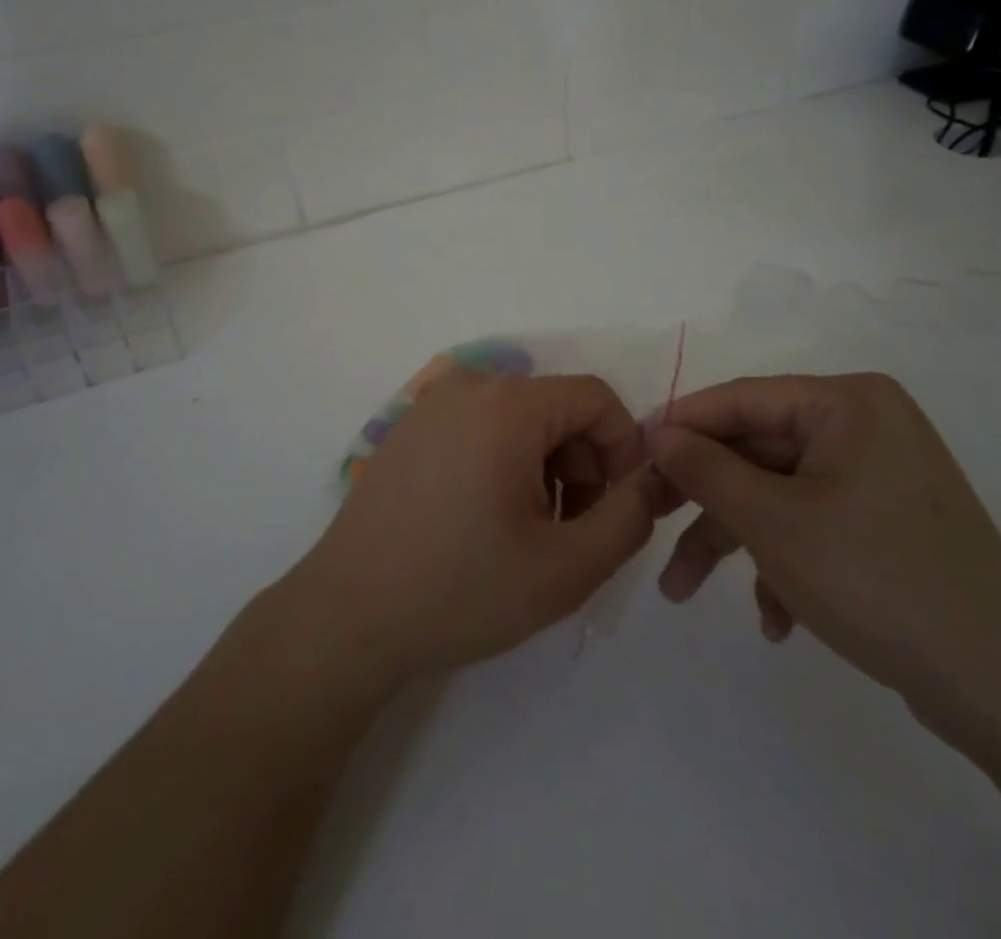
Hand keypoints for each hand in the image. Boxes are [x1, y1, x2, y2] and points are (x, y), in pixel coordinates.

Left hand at [287, 371, 663, 685]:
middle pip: (555, 408)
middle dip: (580, 465)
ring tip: (527, 534)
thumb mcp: (566, 567)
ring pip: (518, 421)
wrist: (350, 614)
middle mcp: (467, 386)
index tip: (618, 505)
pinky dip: (502, 464)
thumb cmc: (462, 588)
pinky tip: (484, 522)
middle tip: (571, 532)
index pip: (595, 397)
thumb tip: (650, 480)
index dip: (623, 447)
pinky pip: (478, 428)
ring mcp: (431, 405)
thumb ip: (629, 518)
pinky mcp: (408, 430)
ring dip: (543, 469)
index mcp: (507, 404)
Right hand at [649, 374, 1000, 746]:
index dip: (681, 424)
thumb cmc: (876, 580)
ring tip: (683, 590)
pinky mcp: (882, 520)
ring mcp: (875, 474)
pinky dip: (780, 561)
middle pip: (755, 449)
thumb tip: (659, 433)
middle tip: (648, 523)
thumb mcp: (773, 521)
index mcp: (847, 402)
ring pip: (776, 492)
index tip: (632, 453)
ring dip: (733, 540)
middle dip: (703, 499)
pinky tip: (775, 618)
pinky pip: (810, 521)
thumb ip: (706, 468)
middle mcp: (863, 425)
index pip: (741, 398)